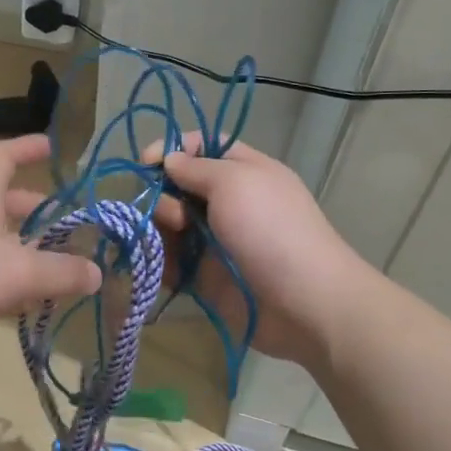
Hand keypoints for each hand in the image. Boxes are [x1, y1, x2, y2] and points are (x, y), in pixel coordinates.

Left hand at [0, 134, 101, 362]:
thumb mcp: (20, 271)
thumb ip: (62, 271)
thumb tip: (96, 273)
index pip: (3, 155)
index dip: (28, 147)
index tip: (53, 147)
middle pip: (0, 200)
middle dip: (34, 210)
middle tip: (65, 228)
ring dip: (20, 248)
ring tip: (50, 270)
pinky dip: (0, 276)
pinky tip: (18, 303)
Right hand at [148, 137, 361, 366]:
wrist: (303, 303)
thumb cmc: (270, 230)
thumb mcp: (235, 182)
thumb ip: (196, 167)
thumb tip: (169, 159)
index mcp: (243, 172)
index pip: (202, 147)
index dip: (173, 149)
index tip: (147, 162)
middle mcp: (227, 203)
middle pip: (178, 186)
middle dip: (162, 195)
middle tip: (172, 215)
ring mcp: (214, 241)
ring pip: (169, 225)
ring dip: (157, 229)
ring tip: (166, 244)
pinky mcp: (203, 276)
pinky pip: (170, 262)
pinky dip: (157, 262)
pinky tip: (154, 265)